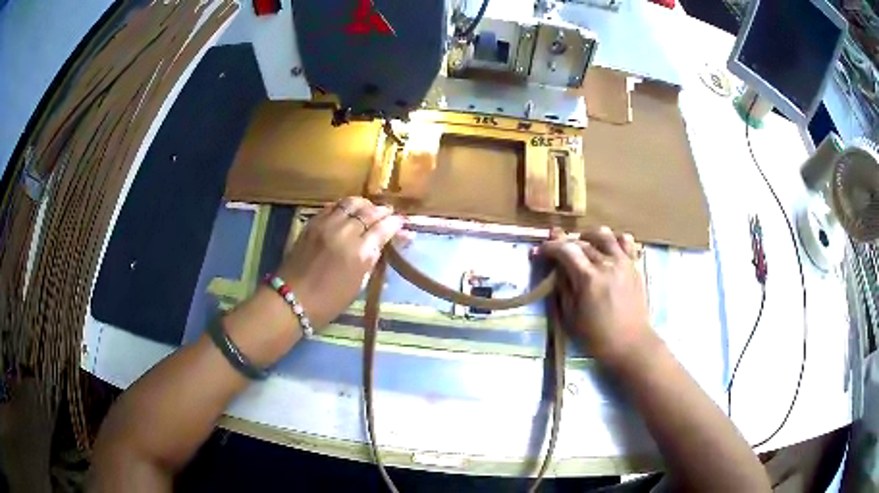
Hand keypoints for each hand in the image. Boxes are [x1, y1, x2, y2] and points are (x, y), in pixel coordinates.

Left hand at [276, 197, 404, 328]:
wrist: (292, 299)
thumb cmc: (329, 301)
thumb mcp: (358, 284)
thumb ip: (373, 259)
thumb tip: (388, 244)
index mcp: (359, 253)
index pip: (383, 228)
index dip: (395, 223)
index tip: (401, 223)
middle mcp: (345, 233)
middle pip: (369, 211)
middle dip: (382, 211)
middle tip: (388, 214)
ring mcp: (326, 225)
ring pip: (350, 203)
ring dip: (364, 204)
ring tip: (369, 209)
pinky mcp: (312, 223)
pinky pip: (332, 206)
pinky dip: (344, 206)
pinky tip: (347, 211)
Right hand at [538, 226, 653, 362]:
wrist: (631, 344)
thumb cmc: (597, 336)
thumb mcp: (571, 317)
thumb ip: (563, 289)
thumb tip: (557, 270)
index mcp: (588, 278)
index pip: (566, 250)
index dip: (550, 247)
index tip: (541, 250)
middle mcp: (607, 264)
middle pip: (582, 241)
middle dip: (565, 242)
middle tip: (556, 247)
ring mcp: (623, 262)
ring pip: (605, 235)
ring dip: (589, 235)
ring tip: (583, 244)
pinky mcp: (635, 266)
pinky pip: (626, 242)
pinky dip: (615, 239)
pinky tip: (609, 248)